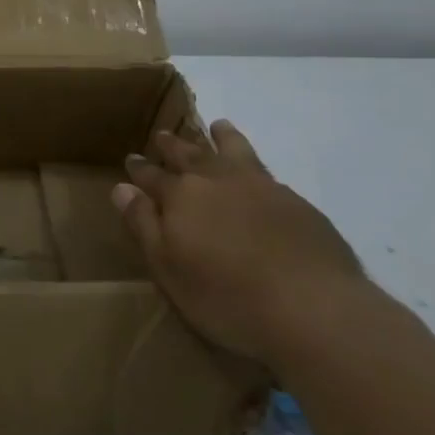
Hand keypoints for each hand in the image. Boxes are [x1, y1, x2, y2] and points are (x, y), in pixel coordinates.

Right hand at [112, 120, 363, 370]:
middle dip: (173, 145)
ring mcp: (260, 186)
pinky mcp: (296, 202)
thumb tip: (121, 188)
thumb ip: (143, 225)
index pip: (152, 176)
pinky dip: (254, 163)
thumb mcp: (169, 268)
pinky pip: (266, 171)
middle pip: (189, 154)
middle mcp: (217, 180)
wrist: (314, 308)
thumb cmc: (227, 297)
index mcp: (181, 196)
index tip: (132, 159)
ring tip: (217, 126)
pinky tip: (259, 174)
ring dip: (220, 137)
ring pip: (233, 150)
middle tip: (163, 136)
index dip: (140, 168)